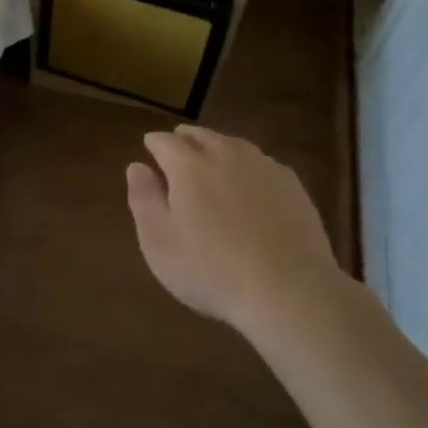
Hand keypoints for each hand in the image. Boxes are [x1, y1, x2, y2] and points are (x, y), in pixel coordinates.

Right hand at [126, 126, 340, 341]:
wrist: (289, 291)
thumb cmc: (211, 270)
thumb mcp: (159, 242)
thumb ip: (144, 199)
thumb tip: (136, 166)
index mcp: (188, 166)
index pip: (164, 142)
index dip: (153, 143)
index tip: (148, 146)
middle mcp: (225, 156)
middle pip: (201, 136)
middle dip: (185, 138)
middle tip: (178, 143)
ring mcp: (263, 168)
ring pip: (234, 144)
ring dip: (218, 145)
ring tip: (212, 154)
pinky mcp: (292, 186)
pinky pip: (262, 162)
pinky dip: (248, 163)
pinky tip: (250, 179)